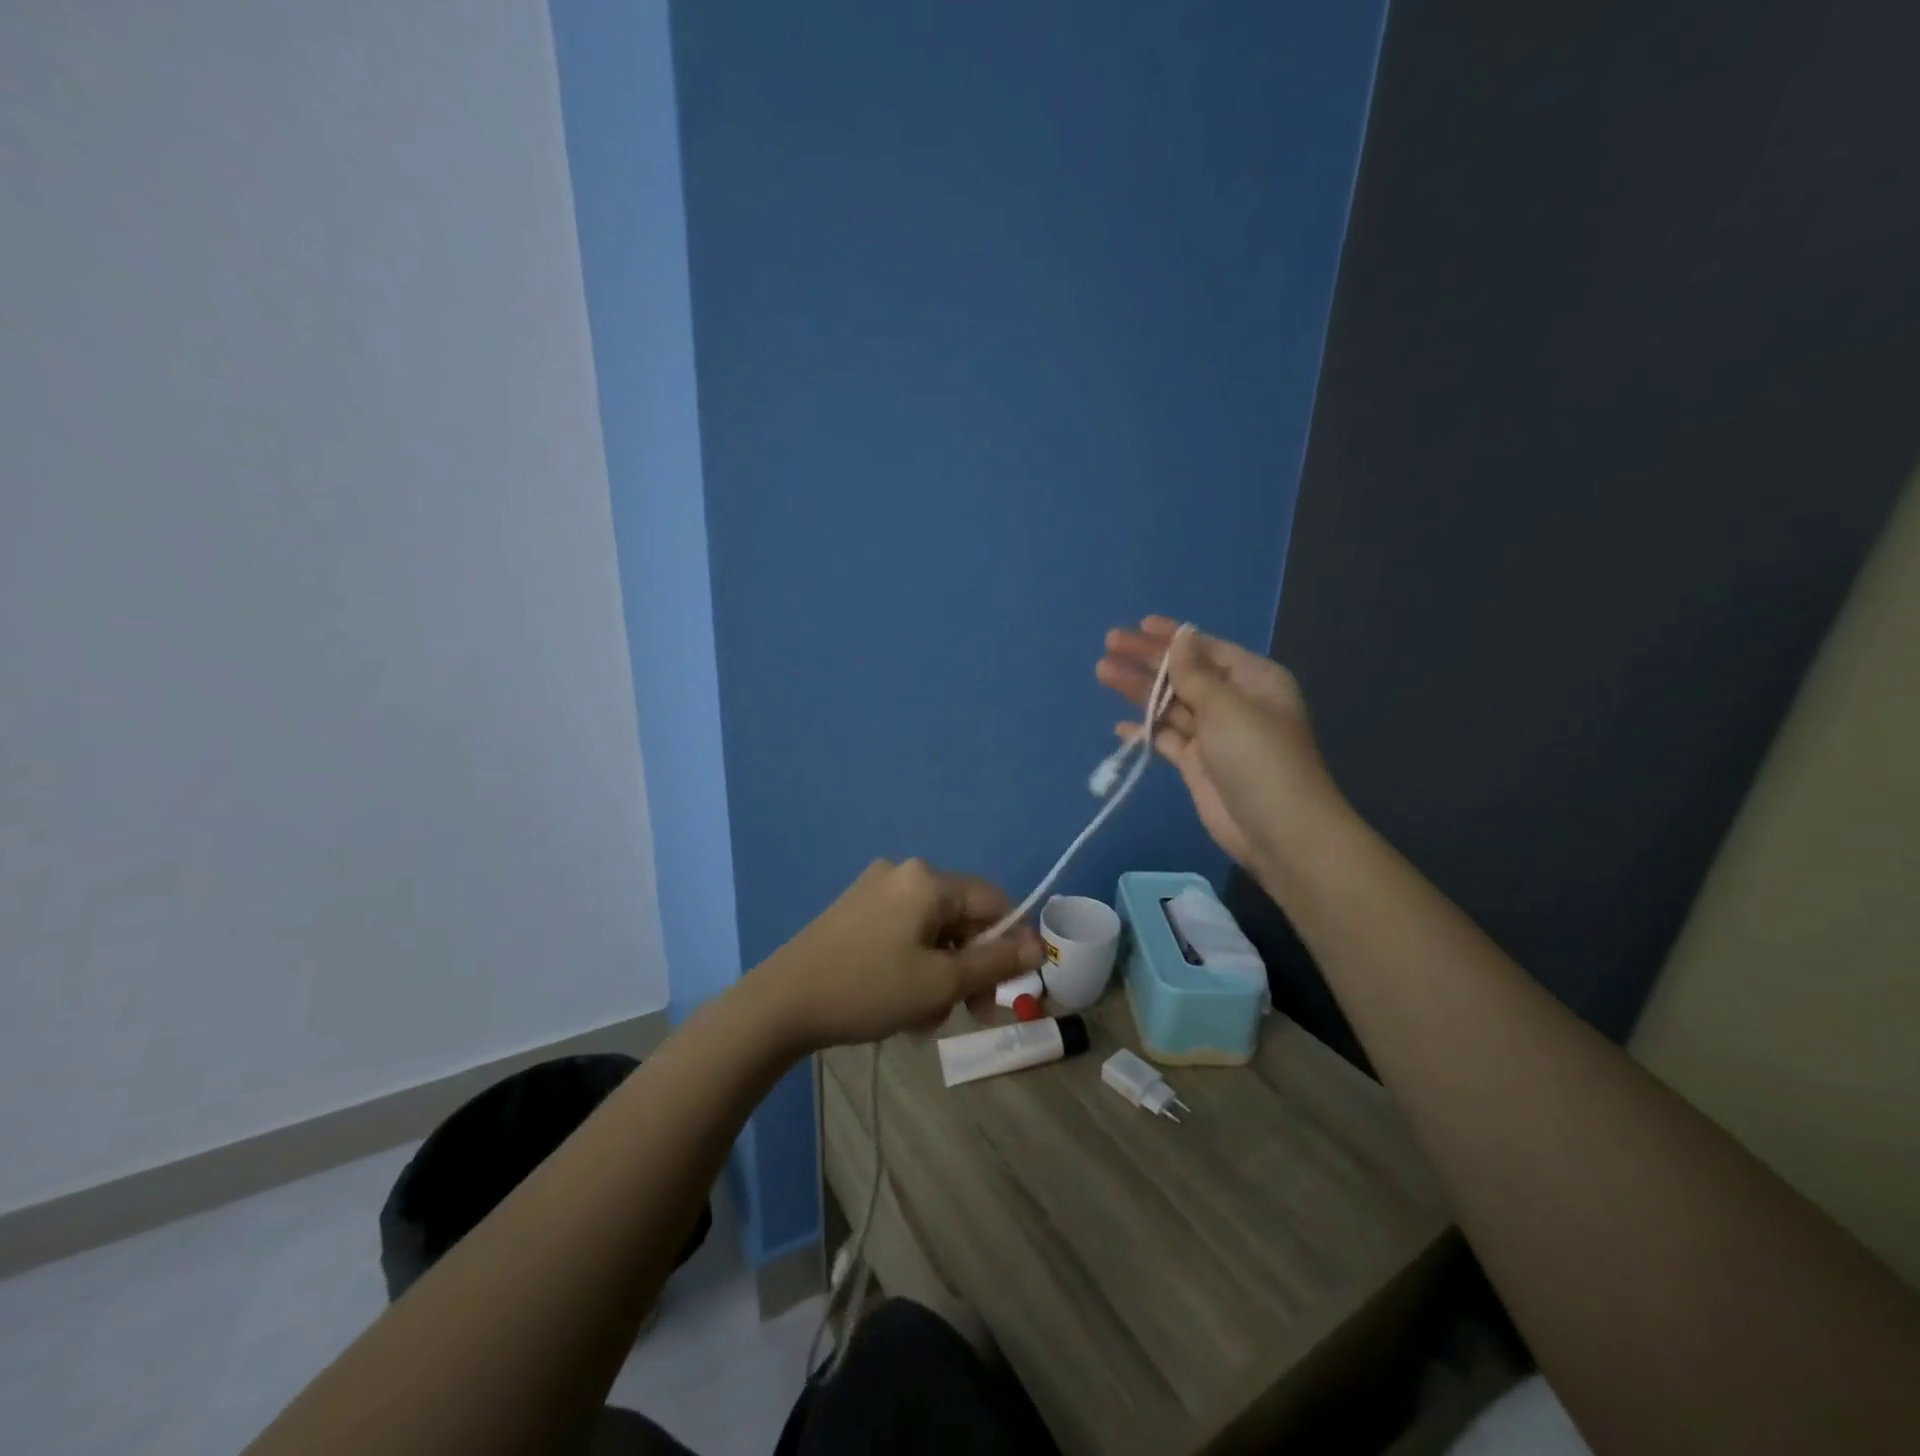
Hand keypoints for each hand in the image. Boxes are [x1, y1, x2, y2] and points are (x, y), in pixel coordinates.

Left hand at [757, 859, 1044, 1051]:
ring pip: (932, 931)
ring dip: (940, 973)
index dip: (1011, 944)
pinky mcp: (854, 909)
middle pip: (961, 917)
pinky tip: (900, 1003)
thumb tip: (1039, 947)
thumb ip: (996, 963)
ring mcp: (874, 889)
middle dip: (970, 967)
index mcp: (928, 880)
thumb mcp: (941, 983)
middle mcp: (904, 873)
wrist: (781, 1003)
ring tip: (923, 1018)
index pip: (994, 901)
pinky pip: (903, 932)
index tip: (1008, 989)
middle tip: (969, 1013)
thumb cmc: (868, 989)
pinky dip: (913, 964)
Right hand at [1096, 616, 1341, 874]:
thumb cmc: (1257, 758)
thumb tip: (1181, 637)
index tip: (1139, 625)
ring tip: (1103, 673)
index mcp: (1253, 680)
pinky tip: (1121, 725)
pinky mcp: (1198, 765)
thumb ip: (1196, 673)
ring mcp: (1214, 735)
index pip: (1206, 649)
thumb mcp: (1227, 707)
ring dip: (1139, 690)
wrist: (1277, 830)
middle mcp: (1234, 703)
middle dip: (1148, 660)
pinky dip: (1146, 730)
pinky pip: (1167, 738)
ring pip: (1170, 704)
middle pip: (1184, 674)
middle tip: (1109, 646)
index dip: (1172, 637)